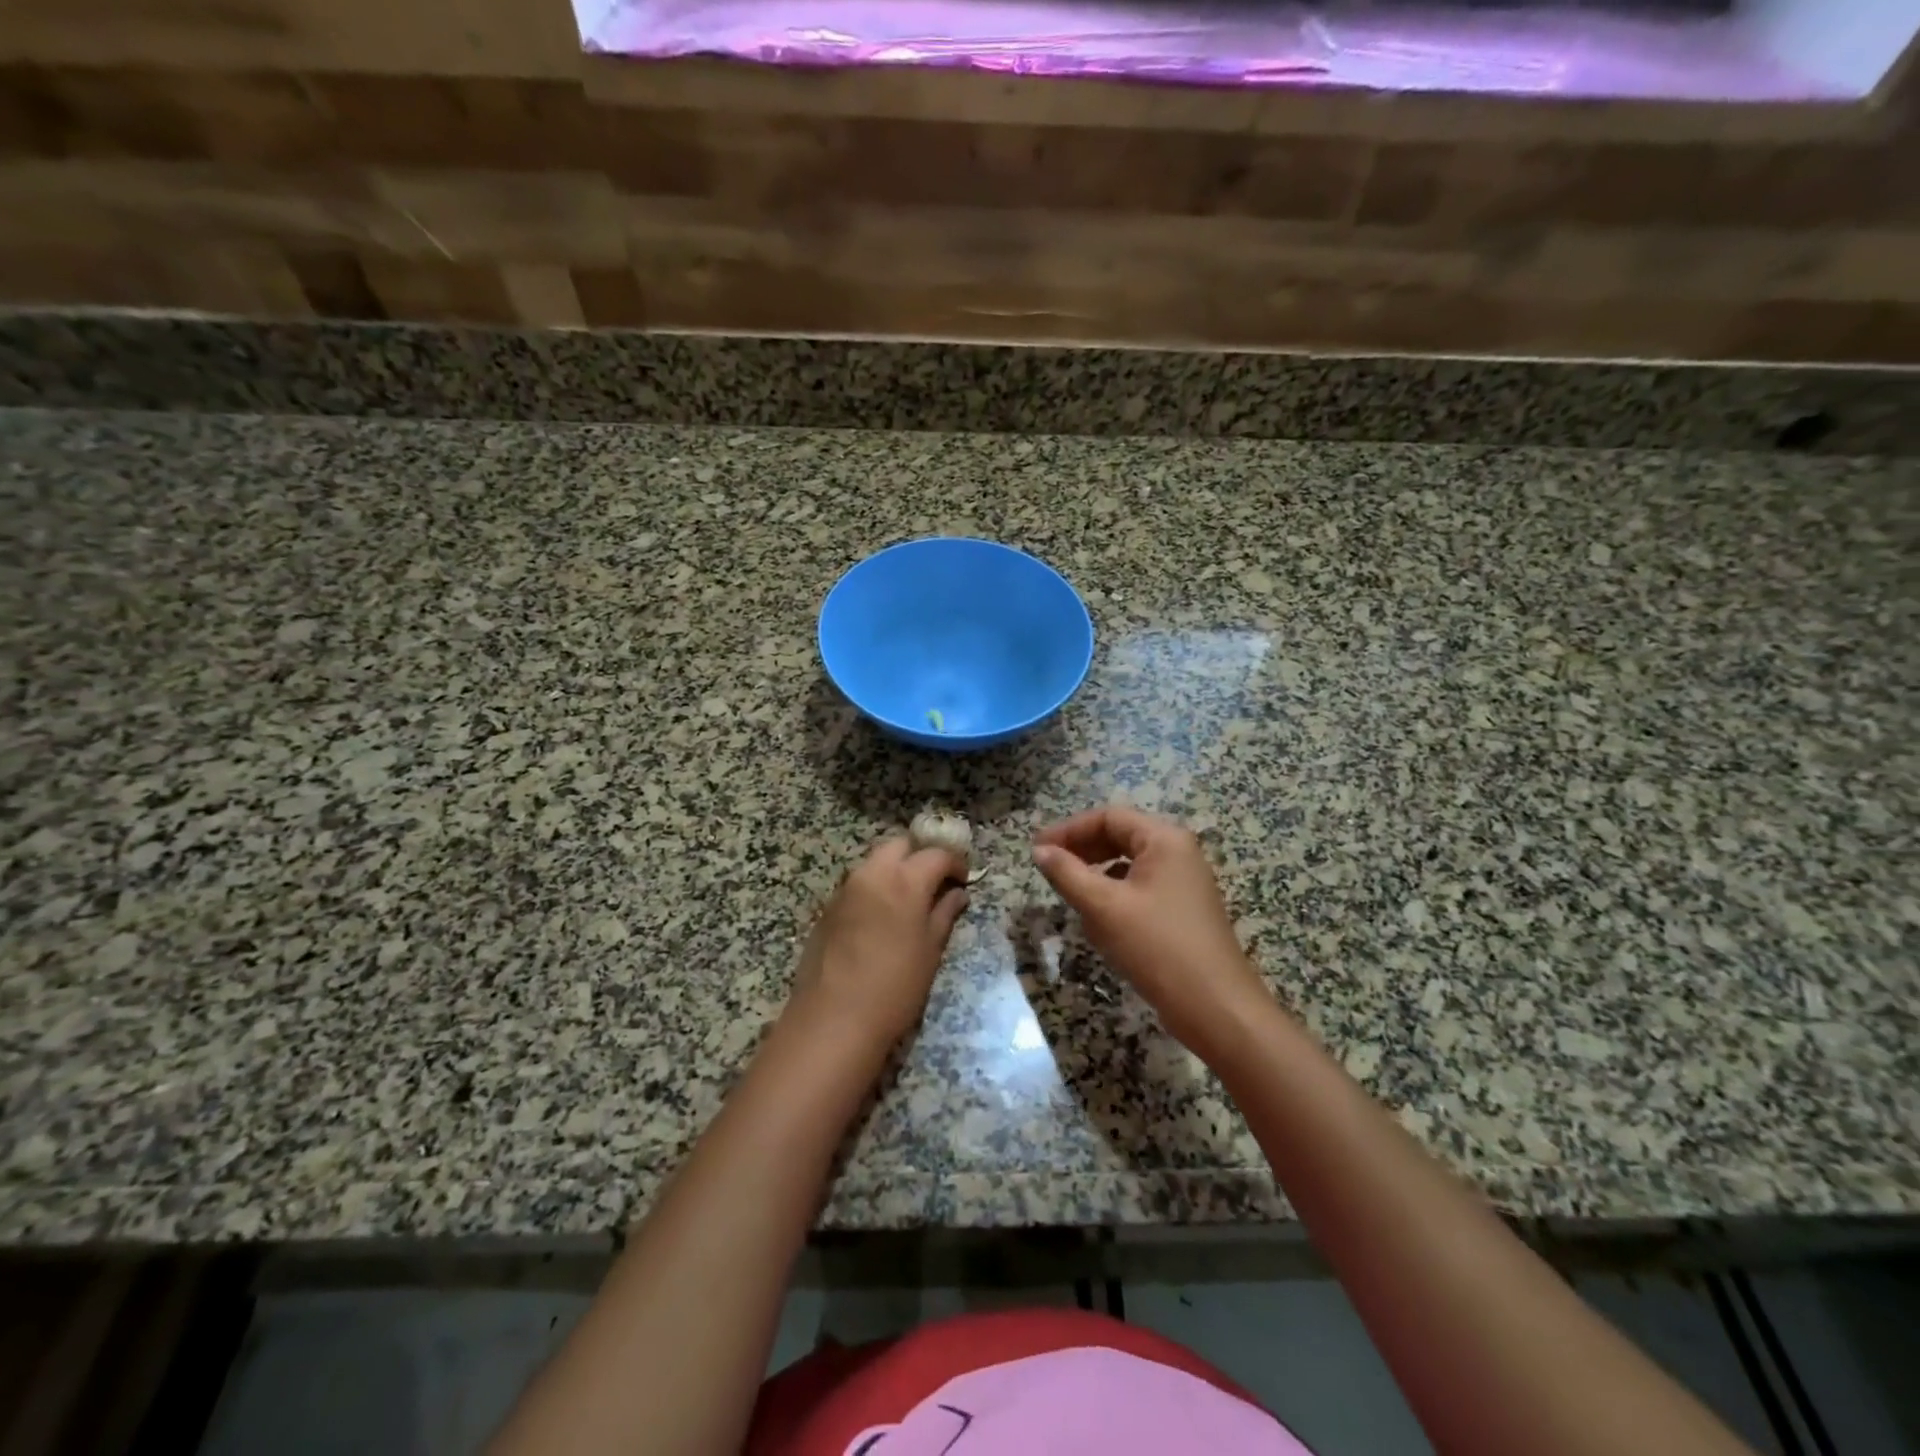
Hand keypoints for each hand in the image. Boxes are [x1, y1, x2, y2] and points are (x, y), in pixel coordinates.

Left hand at [788, 836, 969, 1051]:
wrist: (833, 1019)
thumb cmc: (895, 987)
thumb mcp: (930, 951)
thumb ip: (944, 914)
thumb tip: (957, 894)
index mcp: (904, 880)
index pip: (936, 854)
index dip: (955, 864)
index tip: (963, 881)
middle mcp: (872, 873)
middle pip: (900, 846)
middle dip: (919, 857)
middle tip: (934, 884)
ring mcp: (845, 888)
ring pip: (875, 862)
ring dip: (895, 871)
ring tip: (908, 902)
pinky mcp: (828, 907)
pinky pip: (857, 884)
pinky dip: (874, 888)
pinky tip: (880, 919)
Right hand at [1033, 806, 1270, 1052]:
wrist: (1216, 1008)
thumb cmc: (1157, 947)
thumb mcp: (1103, 908)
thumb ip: (1067, 873)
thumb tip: (1040, 851)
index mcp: (1164, 840)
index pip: (1108, 817)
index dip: (1069, 829)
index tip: (1037, 850)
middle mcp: (1178, 853)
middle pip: (1120, 836)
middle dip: (1081, 849)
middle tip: (1047, 867)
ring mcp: (1184, 883)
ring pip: (1129, 864)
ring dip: (1095, 873)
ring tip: (1068, 891)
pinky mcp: (1183, 911)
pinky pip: (1140, 889)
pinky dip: (1114, 895)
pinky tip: (1098, 919)